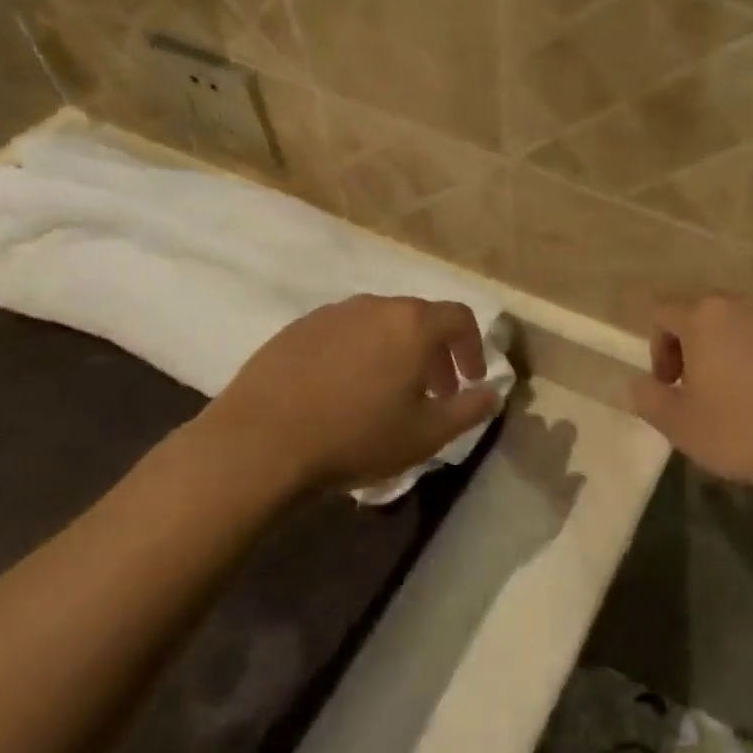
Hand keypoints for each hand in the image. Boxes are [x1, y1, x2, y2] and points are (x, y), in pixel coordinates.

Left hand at [189, 296, 500, 500]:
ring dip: (395, 352)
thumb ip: (469, 410)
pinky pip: (342, 334)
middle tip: (433, 393)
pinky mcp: (295, 330)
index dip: (472, 348)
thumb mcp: (427, 434)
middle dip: (434, 354)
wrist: (258, 445)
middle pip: (418, 319)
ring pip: (378, 325)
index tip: (469, 381)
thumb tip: (493, 394)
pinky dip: (357, 354)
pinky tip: (342, 392)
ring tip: (387, 393)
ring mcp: (330, 314)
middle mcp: (374, 306)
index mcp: (412, 324)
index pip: (459, 318)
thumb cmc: (357, 437)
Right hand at [630, 295, 752, 495]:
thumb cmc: (744, 428)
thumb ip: (649, 399)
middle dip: (695, 347)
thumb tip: (637, 384)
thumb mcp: (680, 425)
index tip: (669, 384)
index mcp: (704, 316)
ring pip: (745, 325)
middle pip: (706, 314)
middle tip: (701, 390)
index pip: (663, 311)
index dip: (658, 346)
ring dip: (733, 352)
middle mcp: (744, 303)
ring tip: (743, 395)